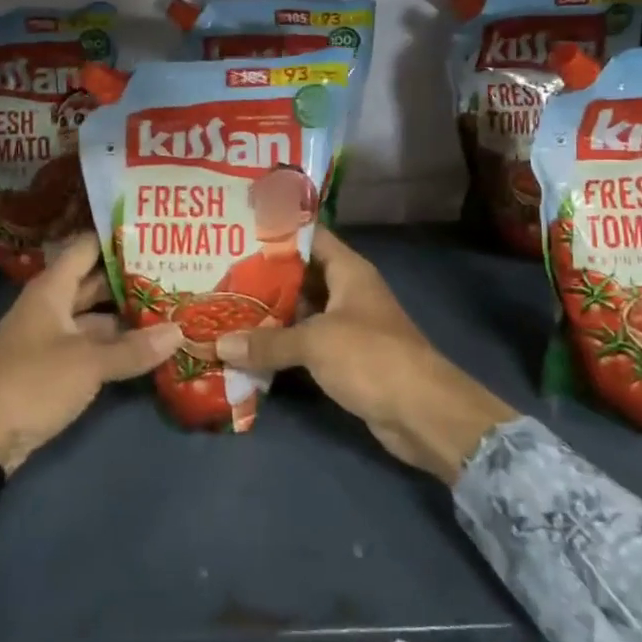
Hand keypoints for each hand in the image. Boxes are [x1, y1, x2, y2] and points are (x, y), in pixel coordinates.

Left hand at [0, 238, 181, 494]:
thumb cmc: (31, 382)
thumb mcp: (87, 364)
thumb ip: (133, 349)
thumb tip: (179, 331)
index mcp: (52, 289)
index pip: (87, 248)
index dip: (116, 238)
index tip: (153, 233)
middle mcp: (51, 306)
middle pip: (95, 283)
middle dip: (131, 279)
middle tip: (174, 272)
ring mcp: (52, 338)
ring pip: (96, 317)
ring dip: (127, 316)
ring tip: (170, 308)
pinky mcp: (54, 367)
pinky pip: (91, 346)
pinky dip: (116, 345)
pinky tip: (148, 347)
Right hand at [214, 230, 516, 483]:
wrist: (422, 413)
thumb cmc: (371, 357)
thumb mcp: (315, 342)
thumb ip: (267, 342)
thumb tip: (218, 344)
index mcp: (348, 271)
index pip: (310, 237)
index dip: (278, 231)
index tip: (239, 229)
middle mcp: (347, 292)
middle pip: (300, 276)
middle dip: (263, 276)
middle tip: (219, 272)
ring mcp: (347, 326)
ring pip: (301, 312)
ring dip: (269, 314)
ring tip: (224, 306)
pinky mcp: (345, 359)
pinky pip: (306, 343)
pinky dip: (281, 345)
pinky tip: (247, 347)